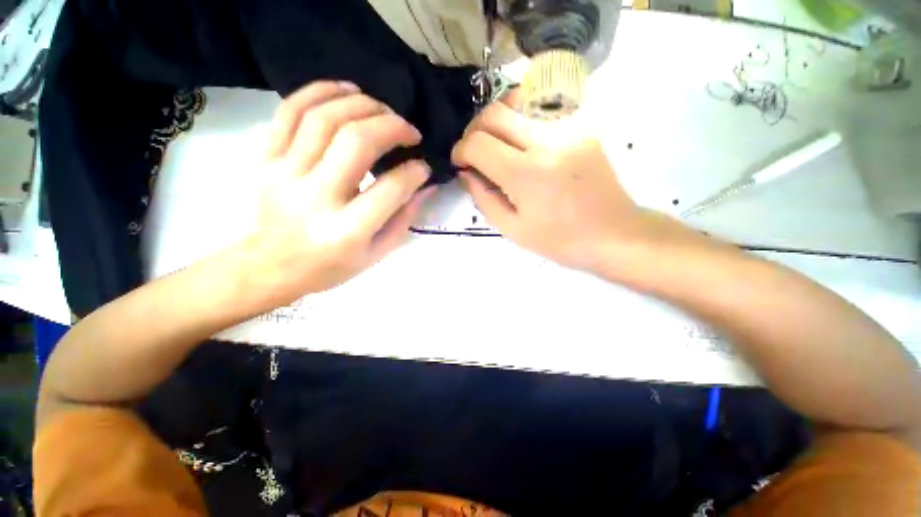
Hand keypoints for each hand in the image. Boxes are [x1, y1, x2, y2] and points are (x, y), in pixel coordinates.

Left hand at [249, 81, 434, 305]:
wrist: (271, 266)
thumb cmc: (331, 266)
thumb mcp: (377, 253)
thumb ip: (405, 218)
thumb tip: (427, 184)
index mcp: (348, 231)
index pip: (391, 188)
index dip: (415, 171)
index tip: (423, 165)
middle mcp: (316, 197)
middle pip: (356, 141)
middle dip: (392, 126)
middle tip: (409, 130)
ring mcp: (285, 173)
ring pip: (325, 117)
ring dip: (362, 104)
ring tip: (383, 108)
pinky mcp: (265, 158)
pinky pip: (291, 111)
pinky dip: (321, 91)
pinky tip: (346, 90)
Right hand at [452, 92, 666, 271]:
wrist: (613, 233)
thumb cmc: (560, 240)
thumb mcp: (512, 229)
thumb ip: (483, 197)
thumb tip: (466, 173)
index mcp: (525, 174)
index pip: (478, 143)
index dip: (460, 150)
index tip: (460, 162)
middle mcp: (545, 141)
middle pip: (494, 113)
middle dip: (473, 129)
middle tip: (473, 150)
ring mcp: (567, 127)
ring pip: (518, 99)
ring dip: (497, 117)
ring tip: (495, 140)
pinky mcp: (582, 124)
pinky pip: (542, 107)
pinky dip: (521, 116)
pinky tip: (521, 137)